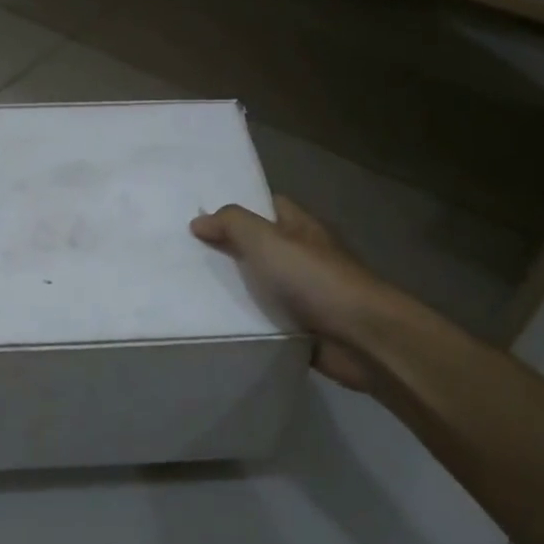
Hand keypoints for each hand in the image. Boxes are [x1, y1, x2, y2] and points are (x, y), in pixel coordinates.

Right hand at [190, 195, 385, 392]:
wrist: (360, 337)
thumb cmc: (314, 279)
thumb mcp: (267, 240)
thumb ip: (233, 225)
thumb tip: (199, 220)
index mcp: (300, 228)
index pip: (268, 206)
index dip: (238, 208)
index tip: (200, 216)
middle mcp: (303, 256)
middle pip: (259, 248)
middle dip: (227, 251)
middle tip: (183, 255)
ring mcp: (304, 294)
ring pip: (260, 286)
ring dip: (233, 290)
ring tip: (188, 290)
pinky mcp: (301, 328)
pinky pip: (266, 319)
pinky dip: (246, 321)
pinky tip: (215, 324)